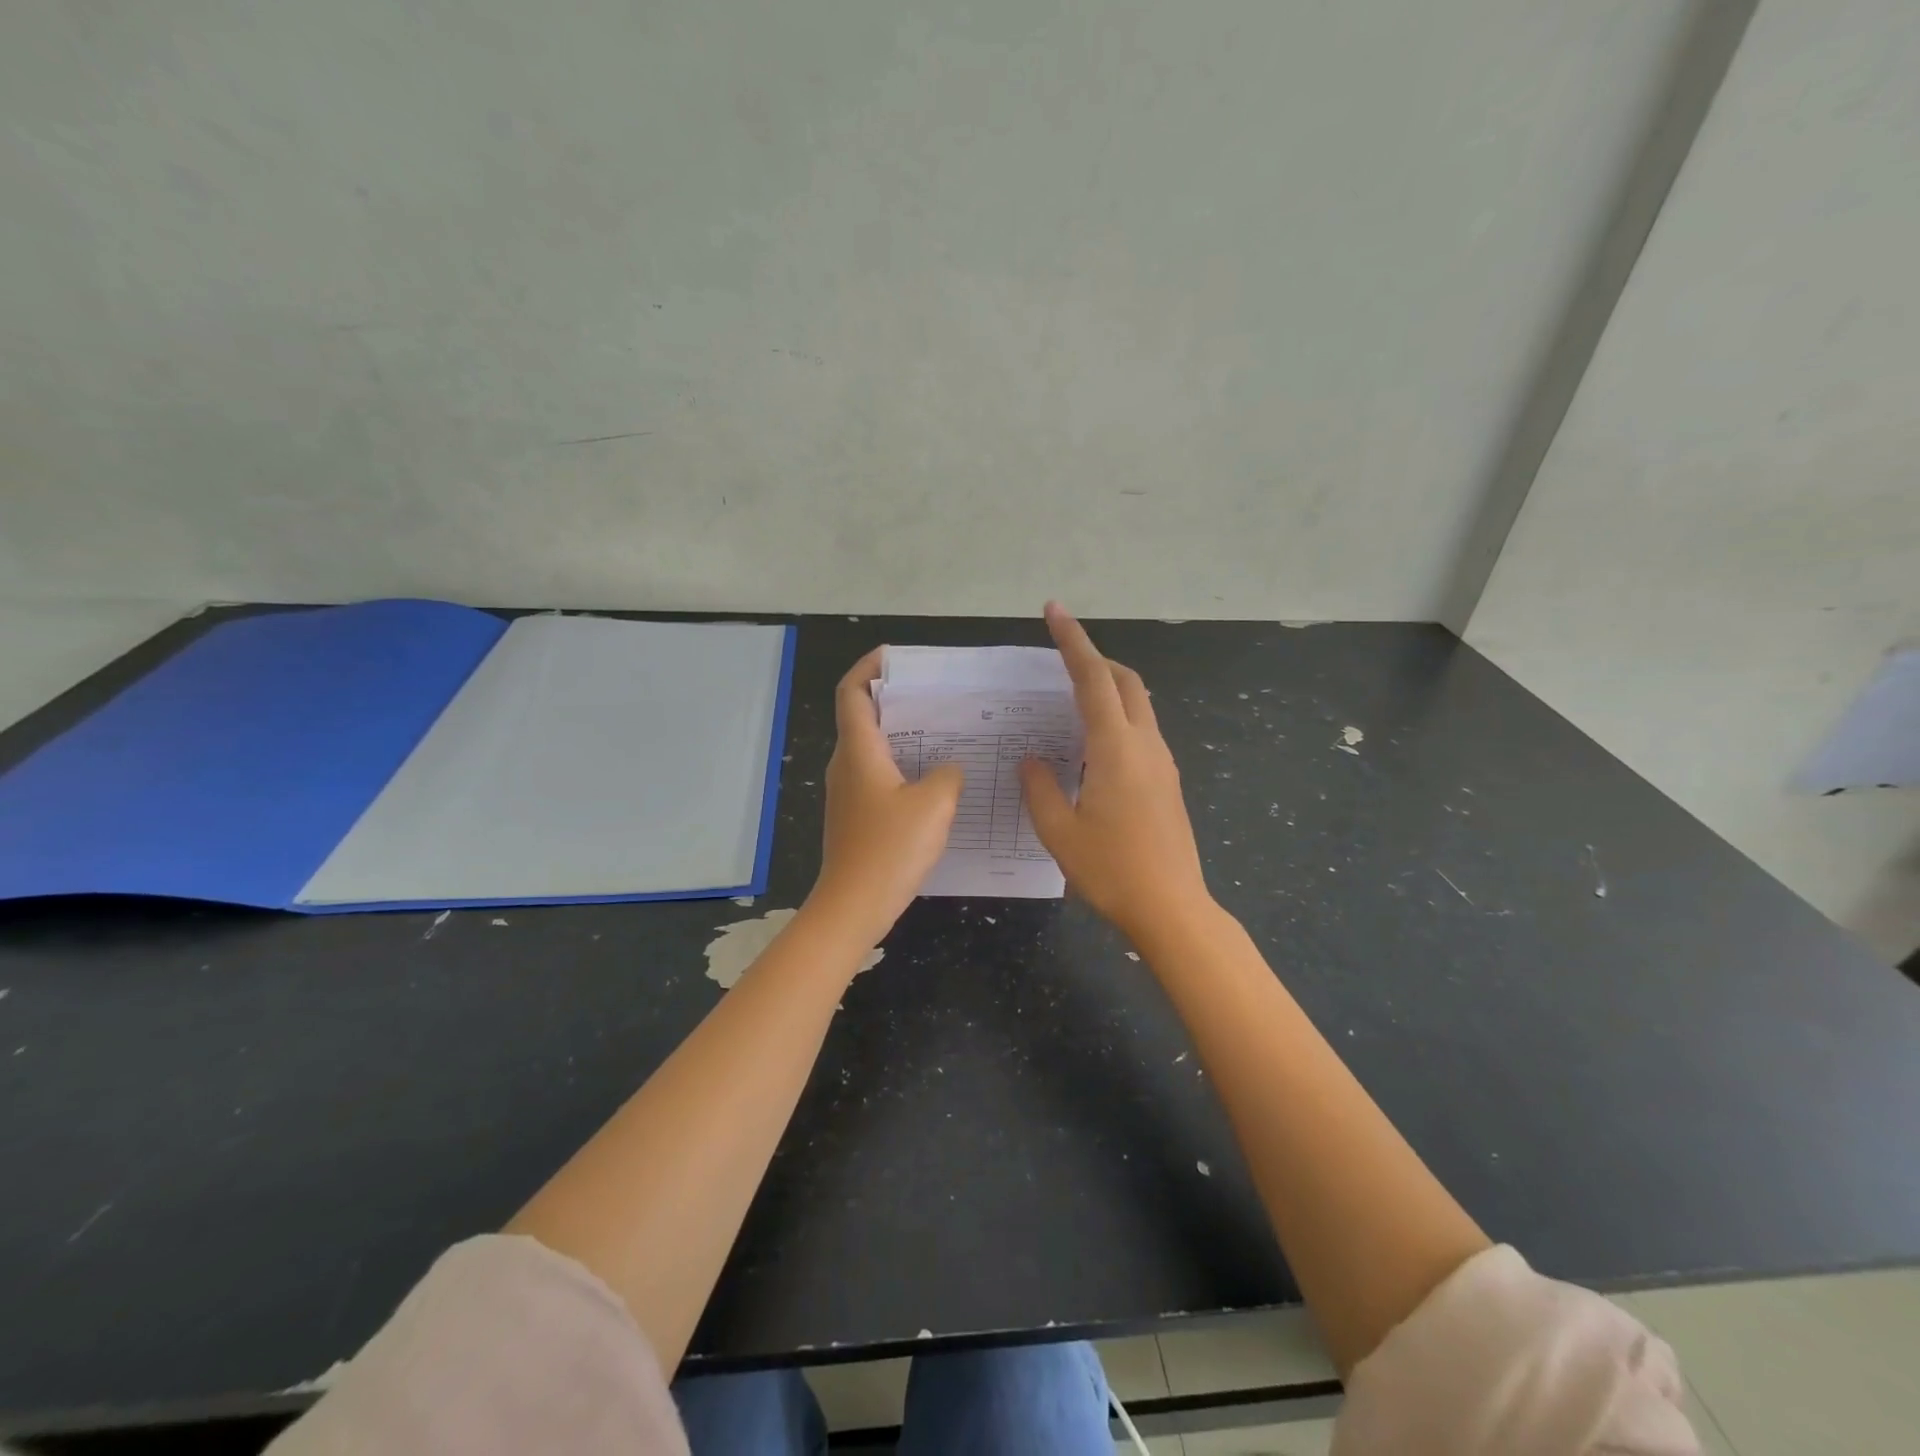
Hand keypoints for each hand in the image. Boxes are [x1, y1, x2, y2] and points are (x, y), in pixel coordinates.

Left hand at [807, 647, 964, 946]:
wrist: (853, 906)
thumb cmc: (890, 849)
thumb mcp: (934, 805)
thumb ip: (947, 775)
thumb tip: (948, 768)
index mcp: (859, 751)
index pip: (852, 693)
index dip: (869, 668)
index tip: (895, 657)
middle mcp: (846, 765)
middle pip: (863, 717)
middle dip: (895, 699)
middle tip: (935, 695)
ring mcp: (848, 792)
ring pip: (872, 749)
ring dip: (902, 735)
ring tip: (943, 733)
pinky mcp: (855, 816)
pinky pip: (878, 776)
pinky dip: (902, 766)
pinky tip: (934, 781)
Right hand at [1018, 603, 1211, 941]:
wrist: (1172, 908)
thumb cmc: (1111, 870)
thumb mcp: (1059, 831)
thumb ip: (1039, 787)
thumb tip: (1032, 759)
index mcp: (1114, 748)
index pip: (1092, 678)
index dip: (1072, 640)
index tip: (1055, 611)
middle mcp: (1145, 744)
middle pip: (1124, 680)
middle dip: (1094, 658)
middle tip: (1061, 656)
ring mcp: (1162, 762)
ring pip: (1137, 704)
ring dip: (1108, 687)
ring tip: (1070, 701)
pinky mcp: (1167, 781)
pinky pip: (1141, 731)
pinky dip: (1117, 717)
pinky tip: (1092, 746)